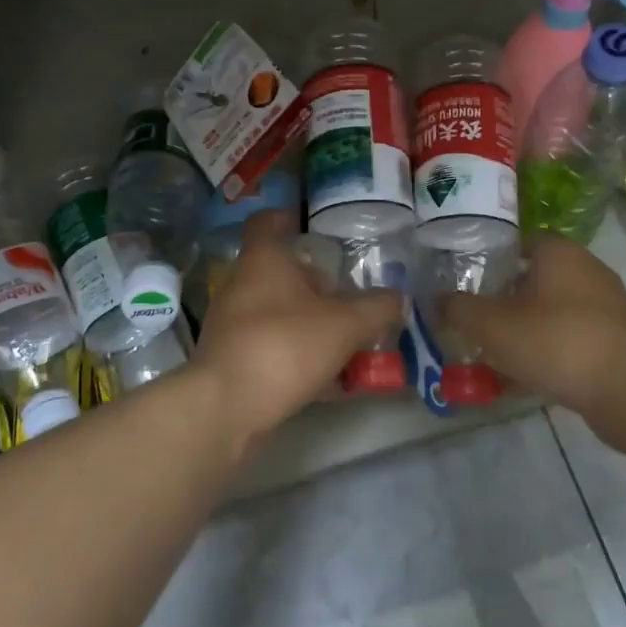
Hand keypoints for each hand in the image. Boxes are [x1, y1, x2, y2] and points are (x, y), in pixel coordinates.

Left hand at [192, 211, 402, 440]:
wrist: (227, 407)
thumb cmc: (285, 346)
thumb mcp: (346, 324)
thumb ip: (377, 308)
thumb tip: (399, 299)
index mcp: (262, 260)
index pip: (266, 222)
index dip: (286, 218)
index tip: (308, 226)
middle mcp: (241, 285)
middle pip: (278, 272)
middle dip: (314, 283)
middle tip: (347, 296)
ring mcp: (231, 324)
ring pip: (276, 313)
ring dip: (309, 322)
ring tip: (346, 340)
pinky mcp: (231, 360)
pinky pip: (271, 348)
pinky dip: (298, 356)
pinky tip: (329, 381)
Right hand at [442, 232, 625, 411]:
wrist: (625, 388)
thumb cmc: (553, 340)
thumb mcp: (490, 324)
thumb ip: (458, 309)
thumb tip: (439, 301)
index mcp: (559, 252)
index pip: (519, 243)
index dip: (492, 262)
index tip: (471, 285)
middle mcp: (588, 269)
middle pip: (537, 279)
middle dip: (508, 300)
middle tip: (481, 322)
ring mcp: (609, 305)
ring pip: (555, 311)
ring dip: (529, 329)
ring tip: (501, 356)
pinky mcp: (620, 339)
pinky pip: (574, 338)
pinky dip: (552, 351)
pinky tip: (531, 379)